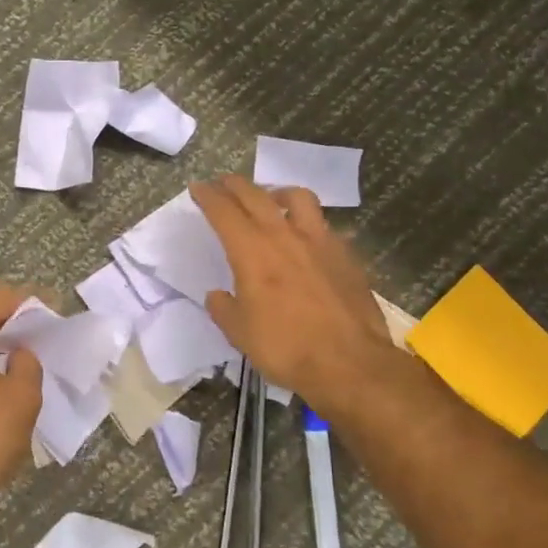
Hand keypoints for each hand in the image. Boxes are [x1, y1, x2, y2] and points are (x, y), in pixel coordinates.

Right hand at [192, 174, 394, 404]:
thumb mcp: (239, 333)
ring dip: (277, 192)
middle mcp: (284, 235)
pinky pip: (324, 226)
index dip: (207, 196)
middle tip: (223, 184)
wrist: (350, 363)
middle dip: (235, 185)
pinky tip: (307, 239)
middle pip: (256, 195)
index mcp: (251, 251)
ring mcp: (320, 241)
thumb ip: (224, 308)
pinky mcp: (346, 254)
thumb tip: (218, 295)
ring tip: (271, 200)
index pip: (223, 211)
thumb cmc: (285, 347)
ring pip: (297, 197)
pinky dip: (309, 224)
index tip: (198, 187)